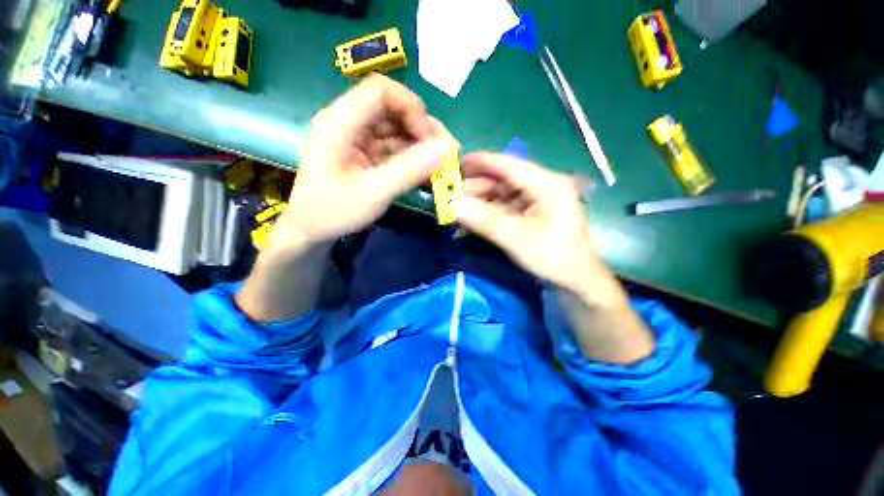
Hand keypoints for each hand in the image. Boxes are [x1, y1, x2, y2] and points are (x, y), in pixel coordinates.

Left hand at [270, 74, 455, 252]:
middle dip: (421, 129)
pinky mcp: (364, 153)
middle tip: (444, 154)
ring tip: (439, 166)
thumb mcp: (373, 193)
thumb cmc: (333, 212)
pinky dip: (411, 157)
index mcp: (340, 122)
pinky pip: (393, 146)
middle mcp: (348, 122)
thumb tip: (447, 148)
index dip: (411, 108)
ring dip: (419, 145)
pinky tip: (424, 172)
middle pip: (392, 108)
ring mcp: (357, 138)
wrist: (311, 230)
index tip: (430, 139)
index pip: (381, 91)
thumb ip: (409, 170)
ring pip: (395, 128)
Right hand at [454, 153, 607, 297]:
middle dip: (476, 187)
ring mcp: (537, 201)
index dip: (482, 162)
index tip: (456, 162)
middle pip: (503, 180)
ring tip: (457, 210)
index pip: (509, 165)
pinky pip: (505, 208)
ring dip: (479, 202)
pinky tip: (471, 221)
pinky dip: (488, 214)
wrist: (575, 282)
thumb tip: (452, 205)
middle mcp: (543, 187)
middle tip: (451, 195)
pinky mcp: (532, 215)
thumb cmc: (553, 257)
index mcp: (547, 184)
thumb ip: (485, 220)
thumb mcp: (517, 238)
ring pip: (502, 195)